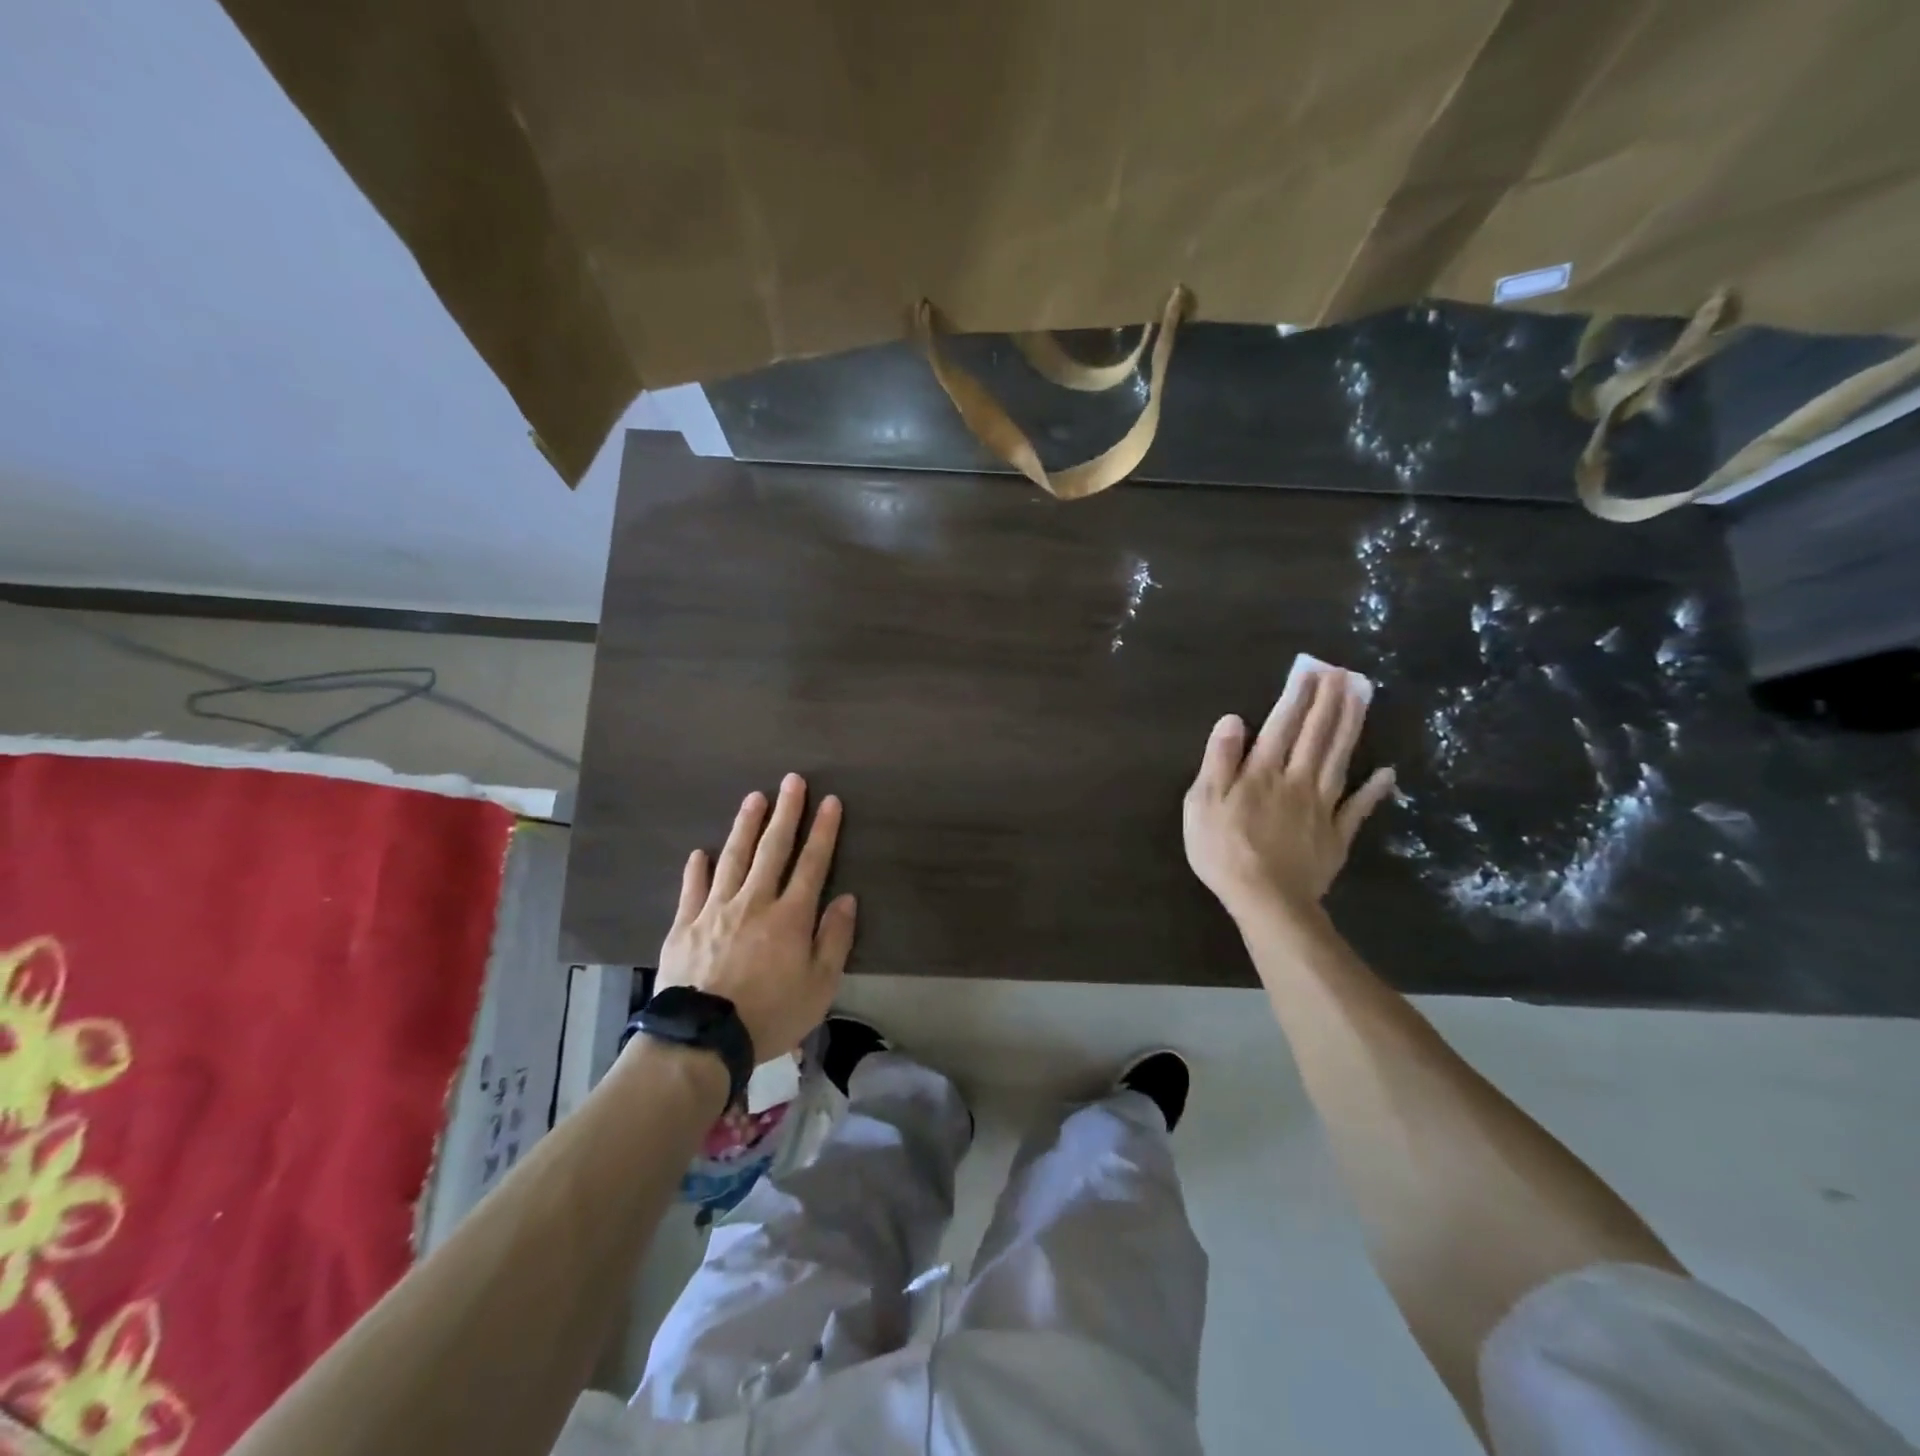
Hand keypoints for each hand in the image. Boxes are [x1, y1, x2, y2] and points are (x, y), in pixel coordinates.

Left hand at [654, 774, 856, 1058]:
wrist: (702, 1040)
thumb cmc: (770, 1014)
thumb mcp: (819, 986)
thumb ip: (834, 940)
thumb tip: (846, 899)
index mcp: (790, 916)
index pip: (812, 863)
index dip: (823, 831)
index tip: (829, 801)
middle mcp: (754, 902)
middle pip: (772, 849)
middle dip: (786, 812)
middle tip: (792, 780)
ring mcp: (715, 910)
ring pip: (733, 858)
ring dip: (745, 826)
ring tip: (754, 798)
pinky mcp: (684, 925)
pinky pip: (692, 888)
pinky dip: (697, 868)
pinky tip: (700, 853)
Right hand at [1183, 670, 1395, 925]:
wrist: (1266, 900)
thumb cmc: (1224, 851)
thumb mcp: (1203, 803)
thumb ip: (1219, 760)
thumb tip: (1234, 719)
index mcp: (1262, 773)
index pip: (1280, 726)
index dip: (1295, 697)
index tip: (1310, 670)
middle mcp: (1297, 781)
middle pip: (1316, 735)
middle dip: (1329, 702)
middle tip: (1343, 672)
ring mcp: (1322, 808)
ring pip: (1339, 759)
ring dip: (1351, 727)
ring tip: (1362, 699)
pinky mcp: (1336, 835)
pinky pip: (1358, 808)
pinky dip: (1374, 790)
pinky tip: (1387, 772)